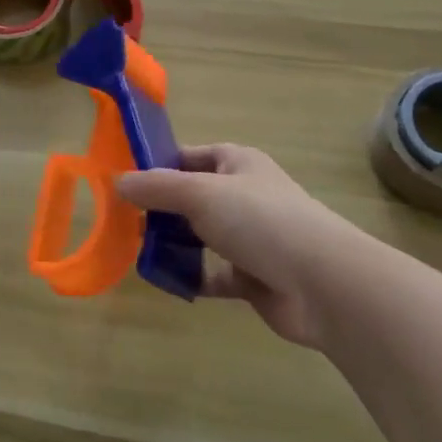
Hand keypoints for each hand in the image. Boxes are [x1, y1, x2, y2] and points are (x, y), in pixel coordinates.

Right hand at [116, 144, 384, 349]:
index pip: (188, 156)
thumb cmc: (260, 221)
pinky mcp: (253, 276)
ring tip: (137, 251)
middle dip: (158, 209)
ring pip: (200, 236)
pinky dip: (191, 277)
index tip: (122, 180)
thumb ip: (156, 187)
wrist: (324, 285)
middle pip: (191, 197)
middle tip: (122, 220)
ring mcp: (250, 238)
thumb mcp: (199, 193)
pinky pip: (212, 274)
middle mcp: (244, 196)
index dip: (157, 164)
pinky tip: (168, 281)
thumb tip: (116, 181)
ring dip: (172, 244)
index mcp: (237, 164)